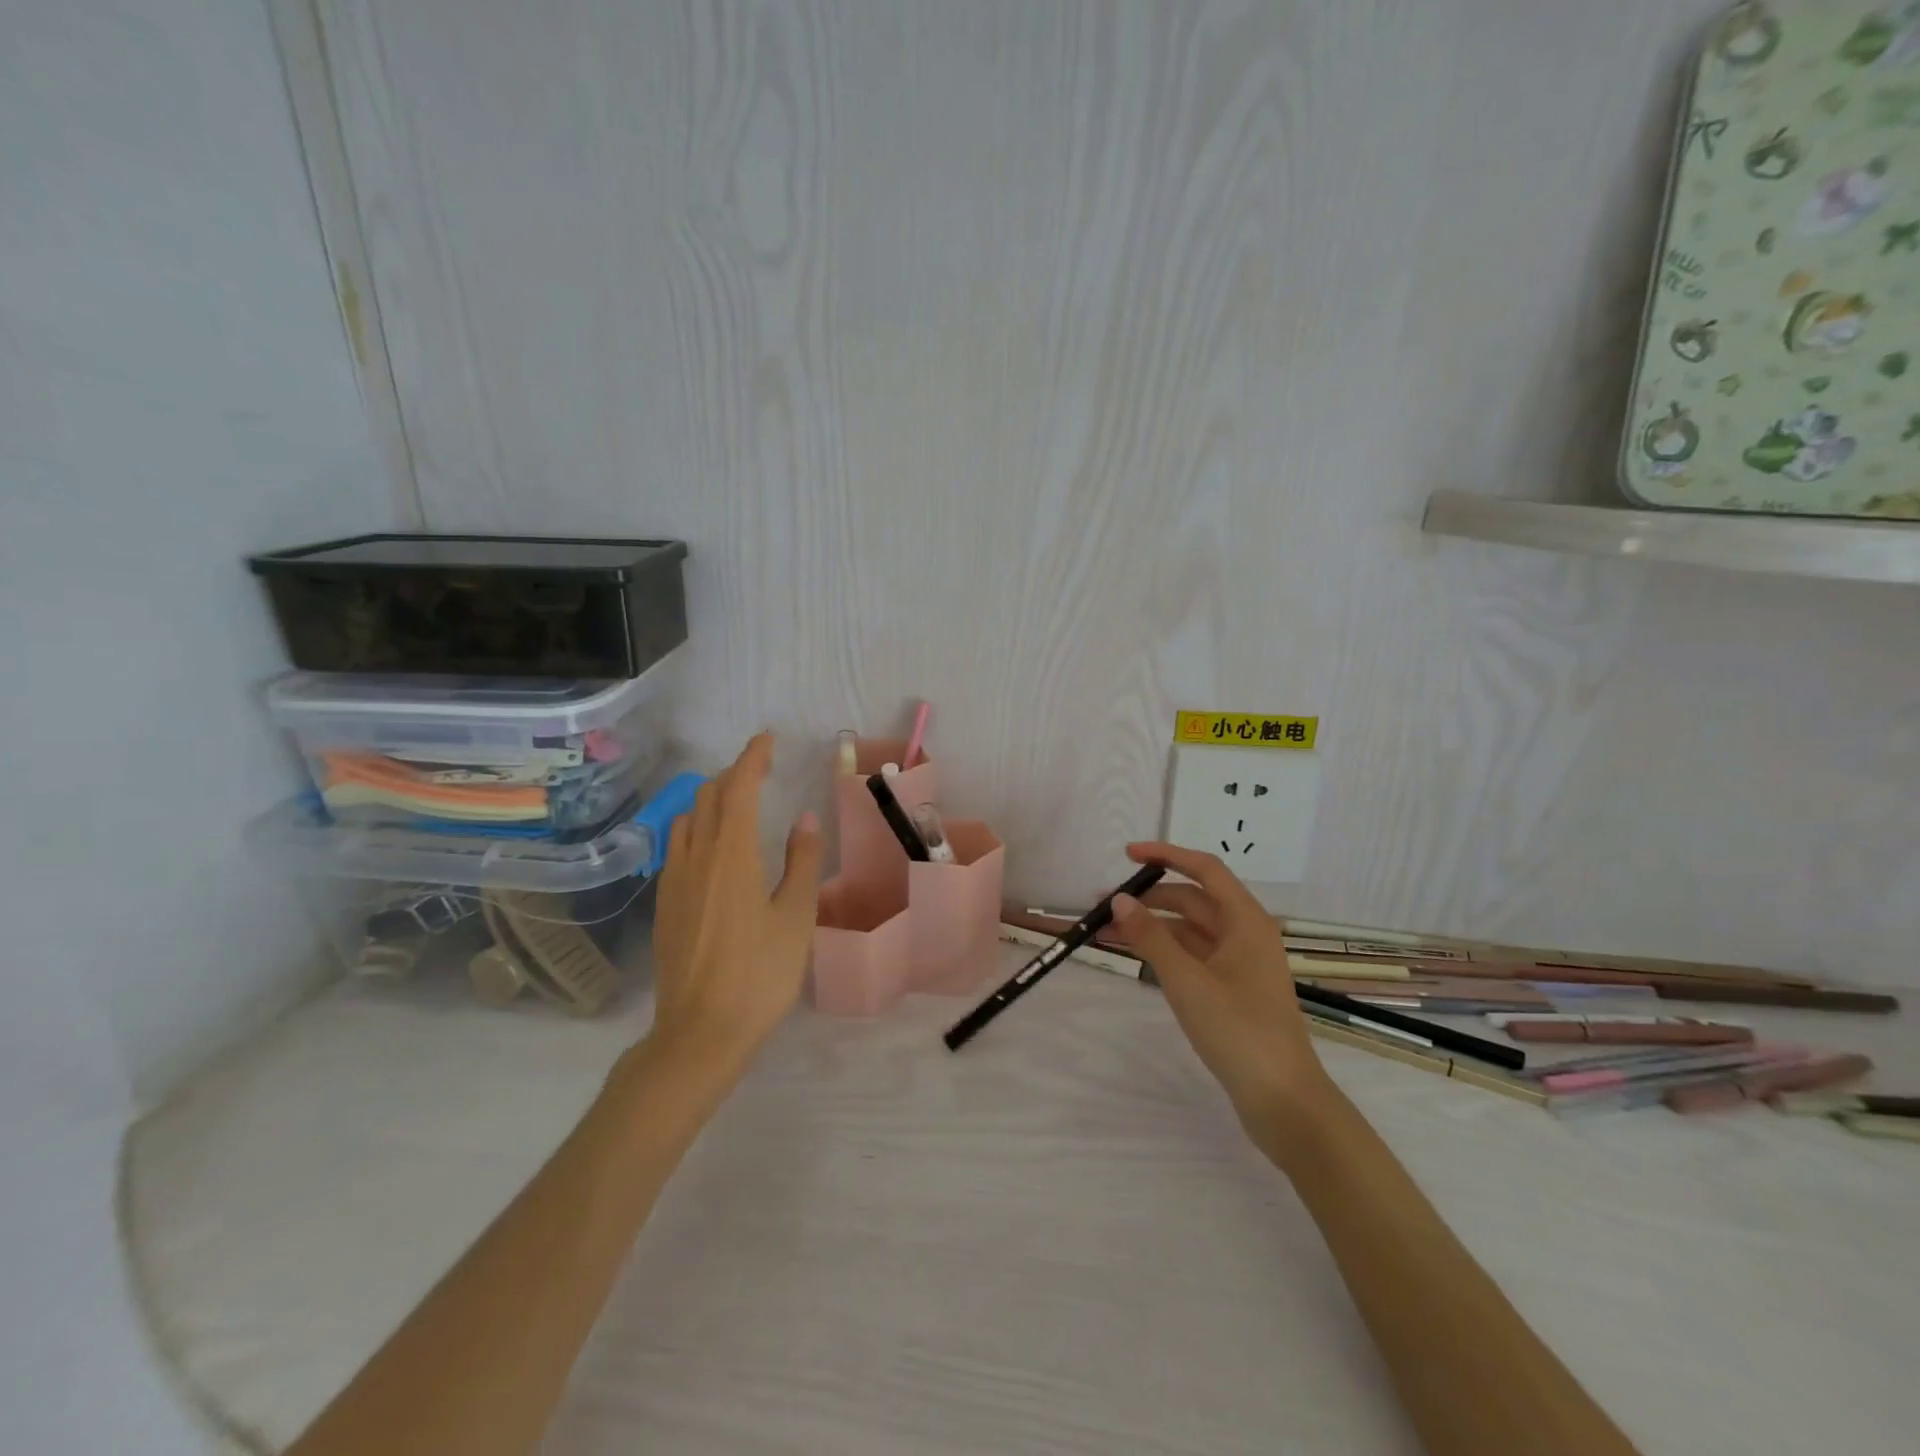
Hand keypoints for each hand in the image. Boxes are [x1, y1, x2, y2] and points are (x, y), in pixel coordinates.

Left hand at [644, 733, 822, 1078]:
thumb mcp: (796, 917)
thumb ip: (802, 861)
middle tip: (761, 771)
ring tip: (737, 803)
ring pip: (686, 820)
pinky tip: (713, 849)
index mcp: (731, 854)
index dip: (752, 757)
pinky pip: (677, 846)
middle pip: (706, 797)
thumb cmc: (760, 974)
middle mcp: (695, 857)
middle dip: (732, 774)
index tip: (767, 739)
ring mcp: (672, 881)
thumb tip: (804, 818)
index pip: (738, 788)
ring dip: (710, 799)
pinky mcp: (664, 904)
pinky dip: (696, 827)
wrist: (699, 1034)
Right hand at [1110, 842, 1336, 1152]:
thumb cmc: (1238, 1030)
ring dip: (1152, 926)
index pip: (1205, 869)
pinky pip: (1193, 955)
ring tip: (1108, 933)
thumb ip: (1151, 936)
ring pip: (1190, 930)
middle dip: (1149, 898)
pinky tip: (1136, 956)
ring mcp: (1240, 964)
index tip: (1127, 854)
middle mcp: (1245, 934)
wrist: (1282, 1101)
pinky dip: (1164, 950)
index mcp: (1246, 921)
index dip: (1166, 855)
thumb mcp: (1187, 980)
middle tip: (1104, 905)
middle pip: (1193, 900)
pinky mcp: (1232, 990)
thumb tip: (1119, 899)